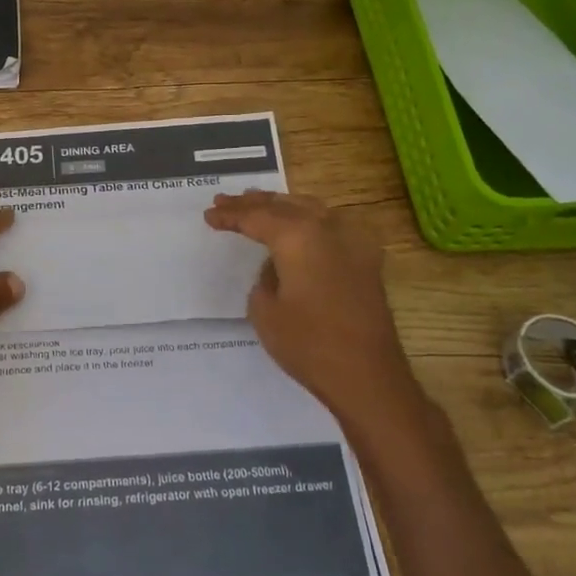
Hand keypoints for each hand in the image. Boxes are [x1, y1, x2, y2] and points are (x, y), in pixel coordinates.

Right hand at [204, 189, 414, 427]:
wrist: (367, 375)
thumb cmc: (308, 344)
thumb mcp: (265, 310)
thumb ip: (265, 277)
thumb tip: (276, 266)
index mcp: (298, 236)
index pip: (256, 217)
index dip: (230, 215)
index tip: (209, 214)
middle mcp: (328, 228)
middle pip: (284, 205)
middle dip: (254, 203)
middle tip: (226, 200)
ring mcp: (353, 241)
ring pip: (312, 208)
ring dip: (283, 205)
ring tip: (259, 204)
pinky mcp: (366, 260)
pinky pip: (332, 225)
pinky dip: (310, 219)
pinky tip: (302, 225)